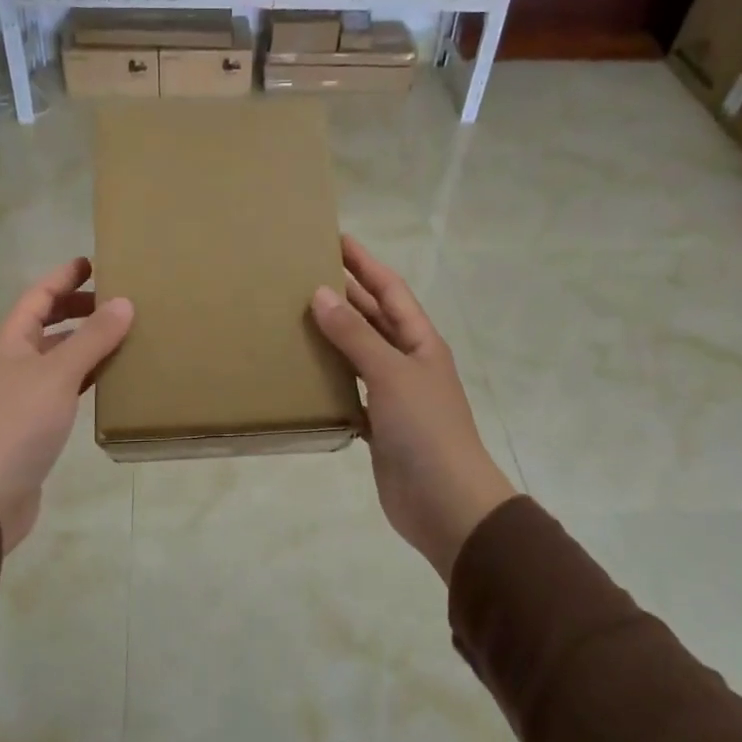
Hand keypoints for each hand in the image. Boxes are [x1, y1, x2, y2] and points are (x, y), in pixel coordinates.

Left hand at [0, 258, 133, 551]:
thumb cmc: (17, 424)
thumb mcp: (58, 375)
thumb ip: (92, 339)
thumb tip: (124, 302)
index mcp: (10, 342)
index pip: (38, 297)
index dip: (63, 277)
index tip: (92, 262)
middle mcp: (12, 363)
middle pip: (46, 325)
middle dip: (77, 309)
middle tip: (115, 301)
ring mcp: (21, 395)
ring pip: (57, 358)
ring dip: (85, 345)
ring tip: (121, 335)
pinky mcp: (33, 425)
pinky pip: (63, 388)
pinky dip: (85, 378)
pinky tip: (108, 380)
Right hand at [310, 236, 515, 582]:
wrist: (445, 503)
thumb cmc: (425, 429)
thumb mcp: (391, 373)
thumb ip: (355, 335)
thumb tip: (320, 294)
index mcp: (420, 342)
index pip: (390, 291)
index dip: (365, 264)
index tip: (336, 239)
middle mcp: (408, 363)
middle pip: (374, 319)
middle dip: (345, 295)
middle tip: (304, 273)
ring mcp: (394, 396)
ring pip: (359, 355)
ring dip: (334, 337)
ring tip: (295, 317)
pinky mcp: (379, 426)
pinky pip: (350, 392)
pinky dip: (330, 380)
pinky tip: (304, 374)